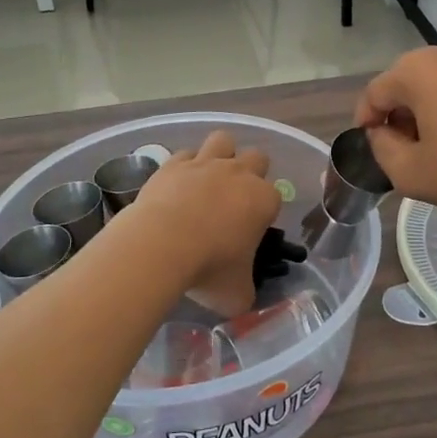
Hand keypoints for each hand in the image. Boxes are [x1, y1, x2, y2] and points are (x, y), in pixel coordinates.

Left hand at [127, 131, 282, 315]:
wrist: (161, 246)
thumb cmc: (209, 269)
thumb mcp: (237, 294)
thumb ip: (246, 291)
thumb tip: (242, 296)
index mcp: (264, 200)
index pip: (275, 197)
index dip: (265, 212)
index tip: (251, 231)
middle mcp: (240, 174)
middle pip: (257, 157)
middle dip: (251, 173)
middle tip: (235, 200)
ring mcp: (206, 164)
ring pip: (223, 140)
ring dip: (221, 155)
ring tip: (210, 179)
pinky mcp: (174, 164)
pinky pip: (185, 154)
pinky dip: (184, 166)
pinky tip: (178, 184)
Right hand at [355, 43, 436, 228]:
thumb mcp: (411, 174)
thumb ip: (381, 149)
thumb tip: (382, 133)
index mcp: (418, 70)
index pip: (375, 92)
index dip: (365, 121)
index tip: (371, 148)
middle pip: (407, 81)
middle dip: (398, 113)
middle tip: (404, 150)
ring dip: (429, 108)